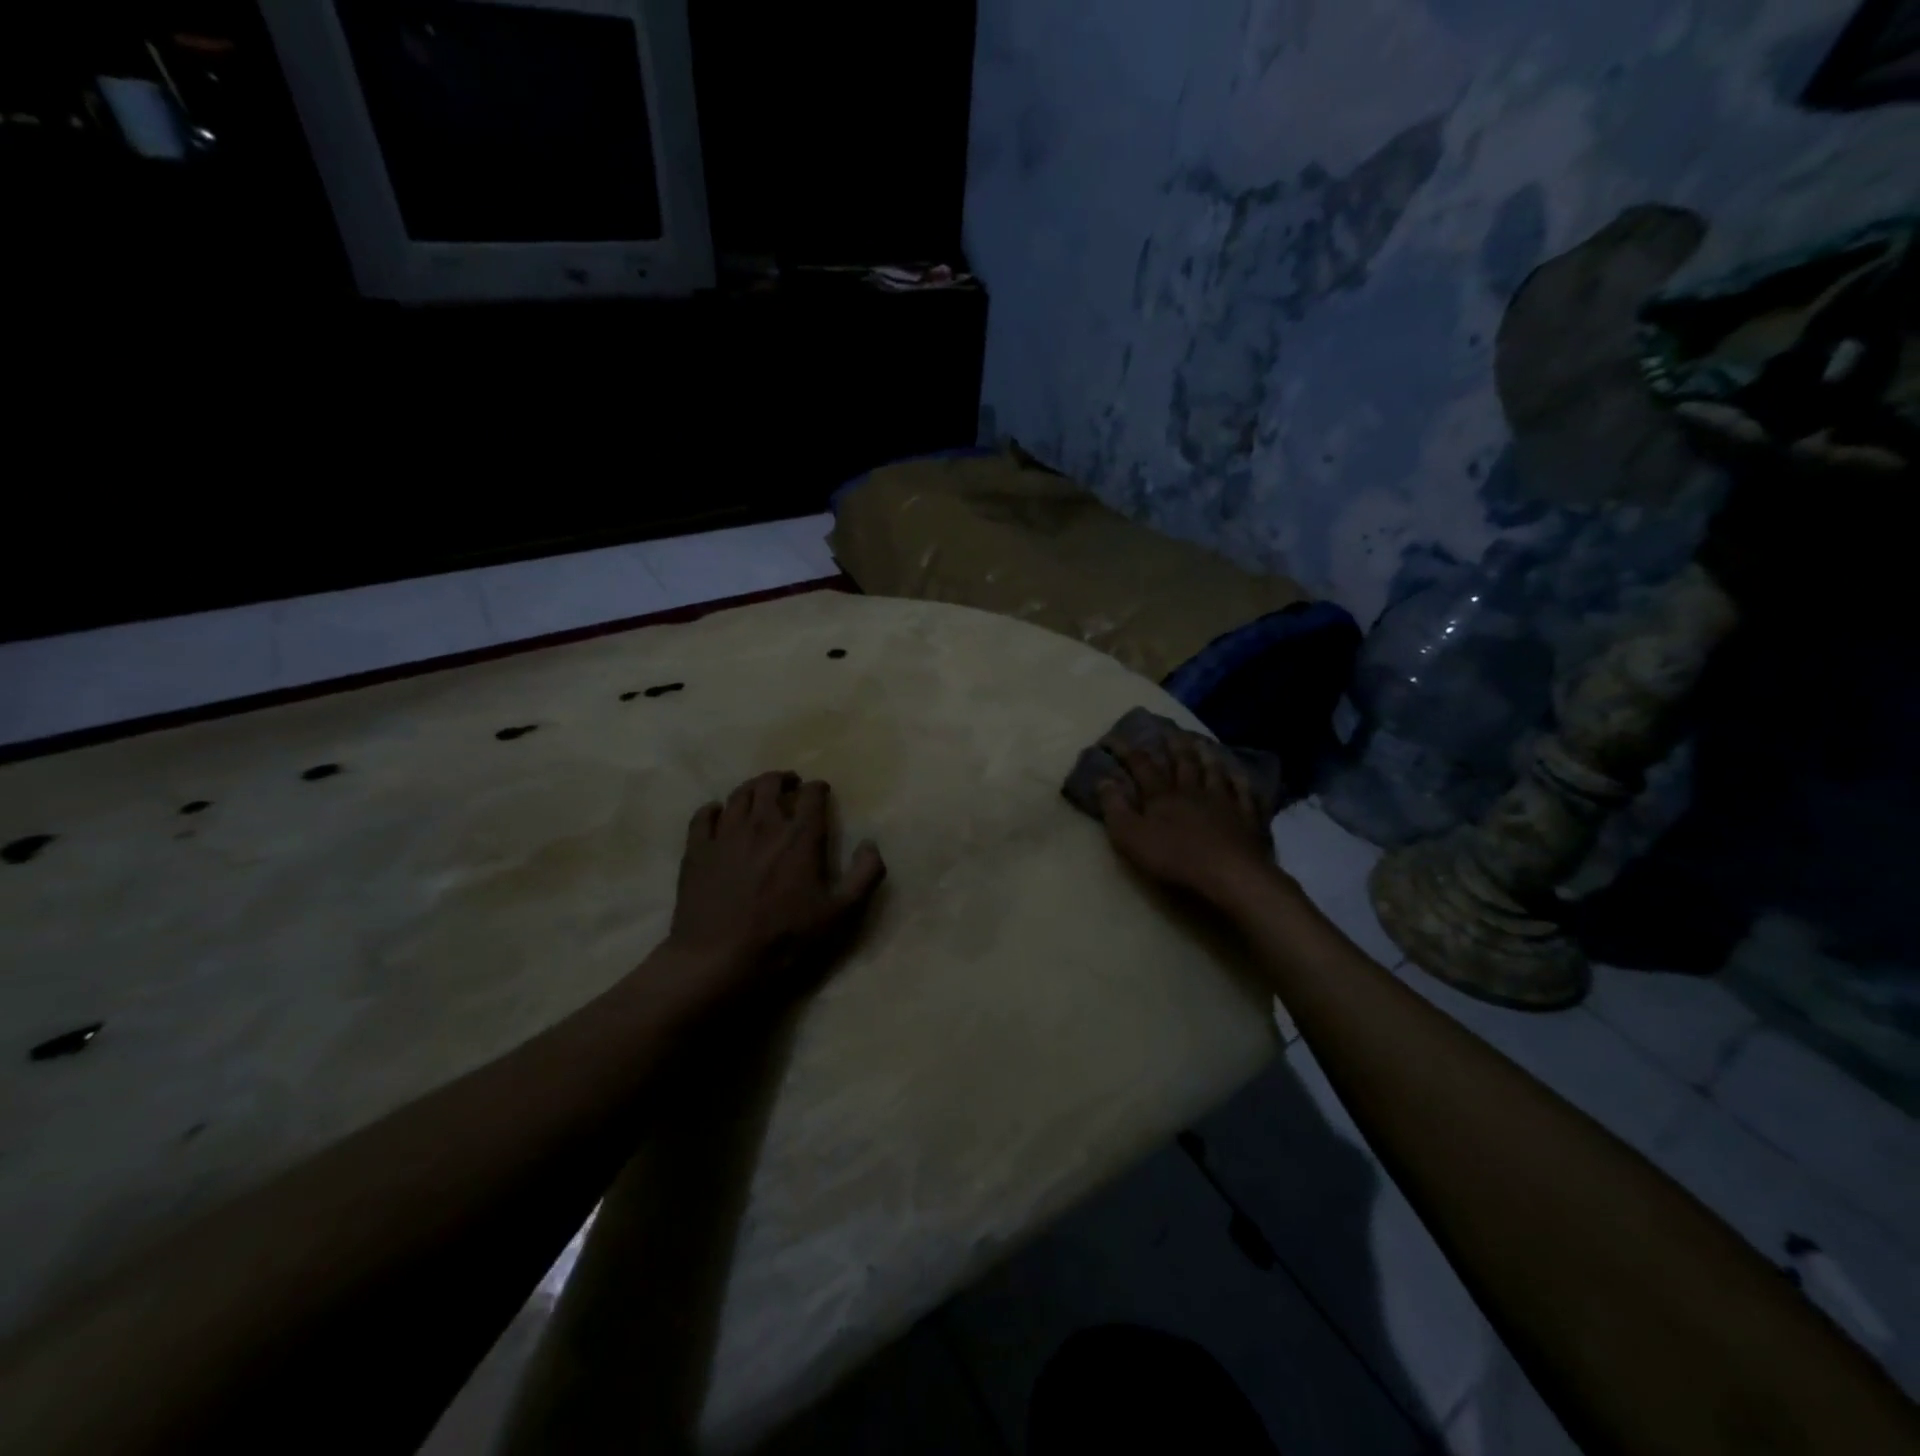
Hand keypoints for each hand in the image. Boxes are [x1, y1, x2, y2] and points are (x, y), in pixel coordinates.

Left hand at [666, 771, 885, 1002]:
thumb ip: (864, 875)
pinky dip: (713, 808)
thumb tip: (871, 844)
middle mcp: (763, 824)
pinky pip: (703, 816)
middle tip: (790, 785)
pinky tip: (718, 813)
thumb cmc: (785, 938)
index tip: (821, 792)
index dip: (818, 789)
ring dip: (753, 788)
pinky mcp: (697, 850)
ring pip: (739, 794)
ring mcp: (726, 834)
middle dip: (784, 780)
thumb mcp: (839, 913)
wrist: (719, 959)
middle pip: (771, 784)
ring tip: (759, 793)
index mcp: (800, 836)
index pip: (812, 795)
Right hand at [1097, 732, 1274, 904]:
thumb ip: (1115, 808)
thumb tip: (1103, 779)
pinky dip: (1240, 781)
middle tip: (1168, 729)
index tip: (1111, 738)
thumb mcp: (1130, 837)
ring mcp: (1224, 802)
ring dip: (1206, 755)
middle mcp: (1193, 791)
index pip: (1141, 765)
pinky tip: (1239, 773)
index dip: (1125, 750)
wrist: (1229, 874)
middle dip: (1172, 744)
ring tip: (1202, 742)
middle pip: (1182, 762)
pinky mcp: (1248, 818)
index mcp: (1162, 796)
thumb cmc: (1174, 858)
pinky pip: (1245, 793)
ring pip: (1214, 772)